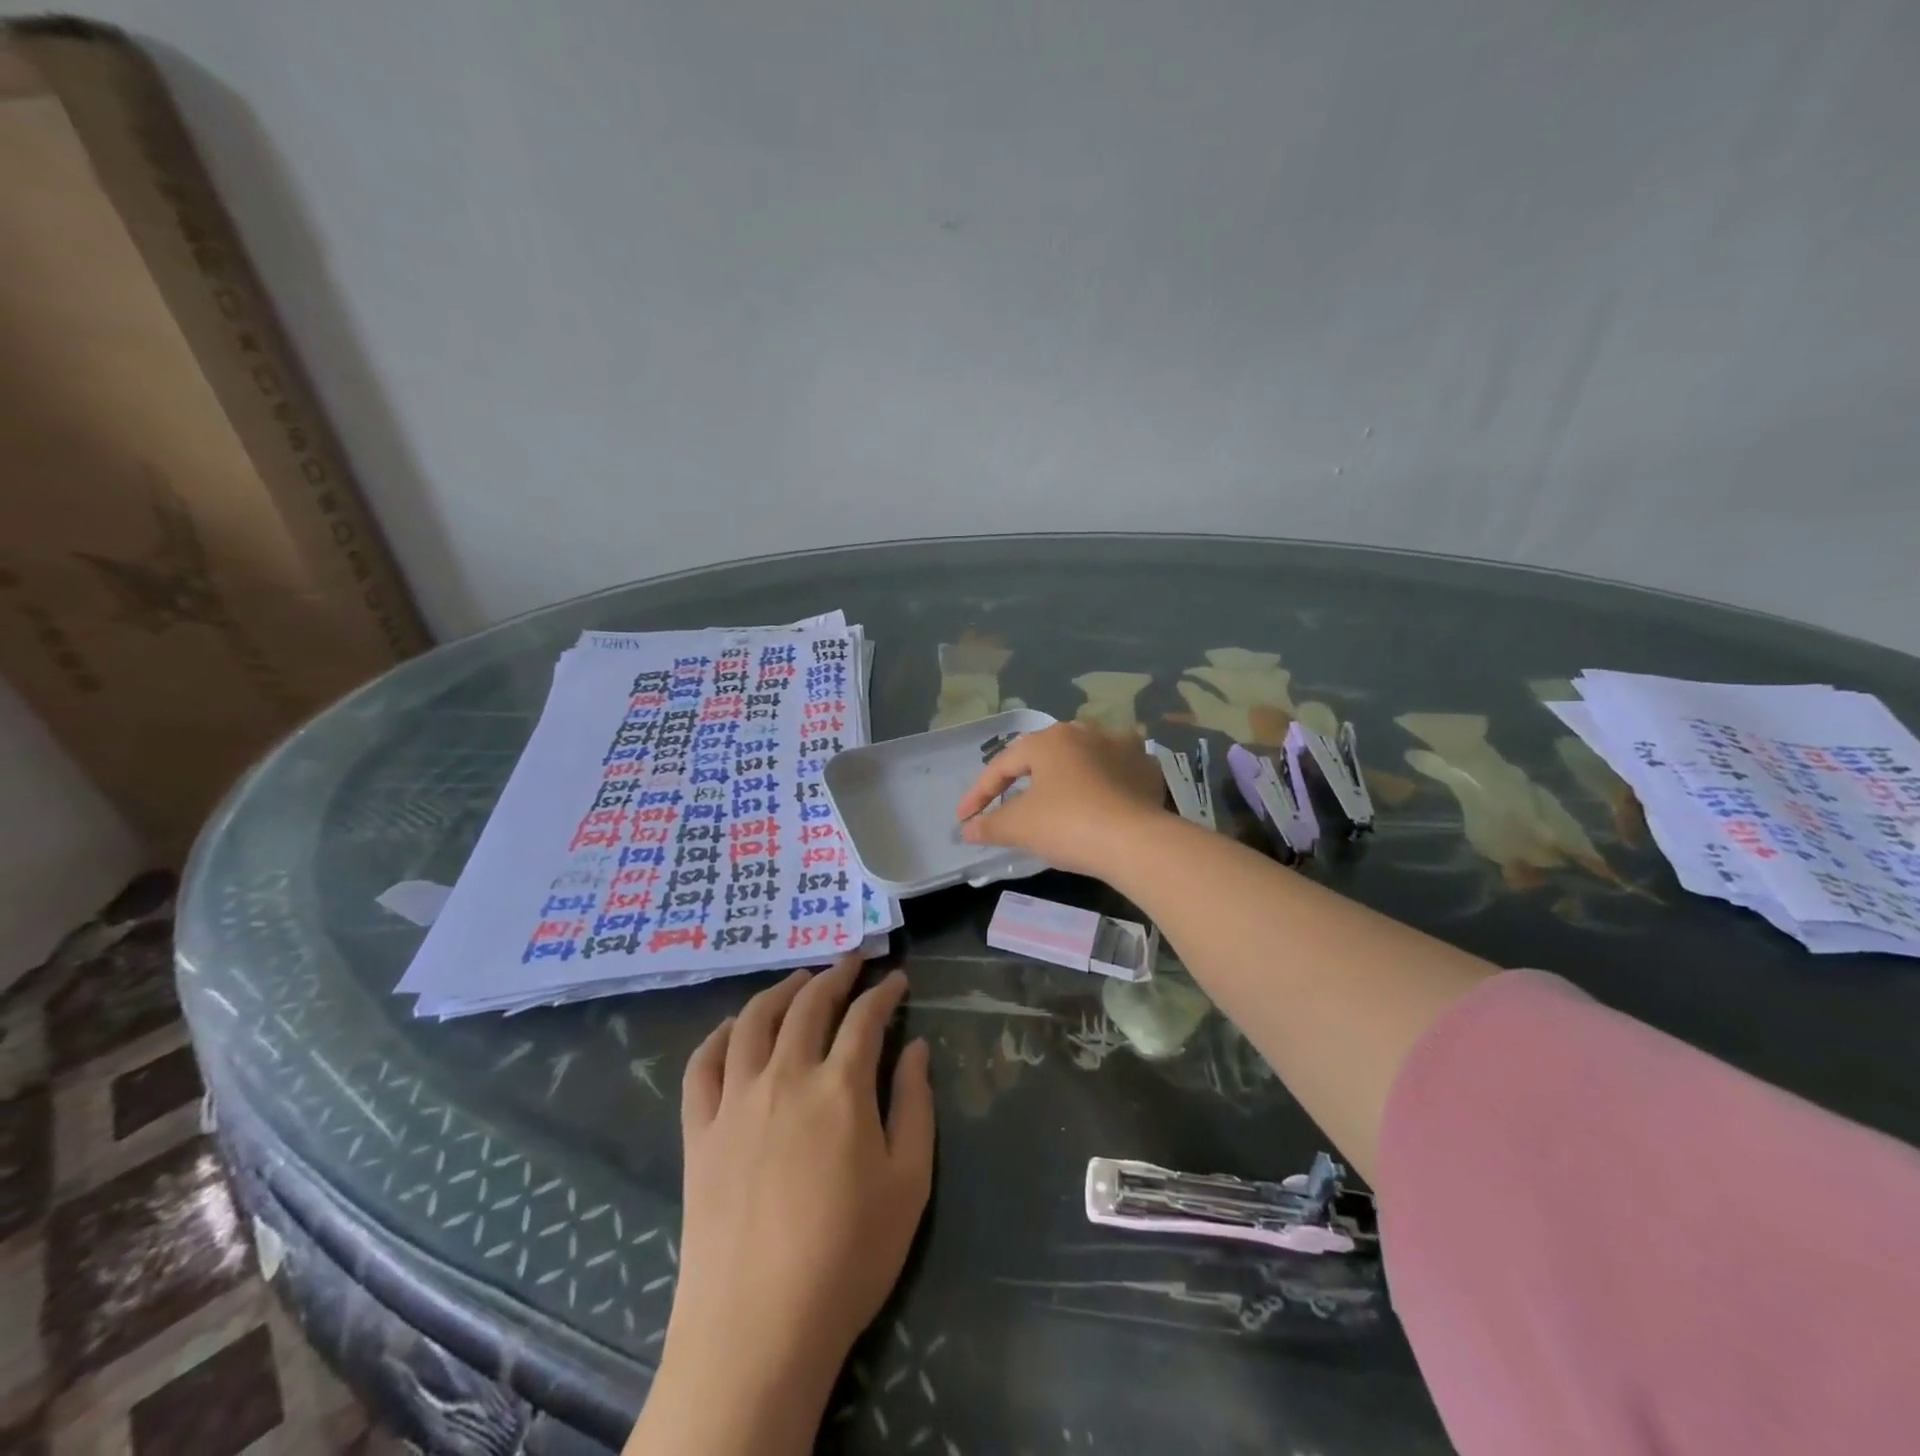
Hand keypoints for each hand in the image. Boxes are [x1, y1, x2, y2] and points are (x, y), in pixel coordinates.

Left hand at [633, 957, 932, 1454]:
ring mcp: (735, 1100)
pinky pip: (702, 1065)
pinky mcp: (699, 1131)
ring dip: (780, 991)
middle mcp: (785, 1076)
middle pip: (809, 1005)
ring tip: (798, 980)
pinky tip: (732, 1027)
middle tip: (851, 961)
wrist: (757, 1329)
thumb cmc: (847, 1257)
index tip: (897, 980)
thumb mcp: (908, 1183)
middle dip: (835, 975)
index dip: (884, 992)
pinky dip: (718, 1035)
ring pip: (754, 1021)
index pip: (865, 1017)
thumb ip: (915, 1105)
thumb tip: (916, 1047)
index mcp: (840, 1087)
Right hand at [957, 721, 1169, 877]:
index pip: (1003, 764)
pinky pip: (1114, 774)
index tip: (965, 818)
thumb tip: (968, 829)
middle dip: (1023, 778)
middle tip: (1007, 802)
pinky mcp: (1147, 770)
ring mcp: (1122, 747)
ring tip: (1053, 800)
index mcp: (1049, 739)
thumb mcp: (1019, 826)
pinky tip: (1096, 804)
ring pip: (1082, 760)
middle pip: (1044, 756)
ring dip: (1064, 778)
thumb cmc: (1068, 824)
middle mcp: (1085, 732)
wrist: (1136, 842)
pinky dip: (1100, 787)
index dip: (979, 792)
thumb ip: (989, 824)